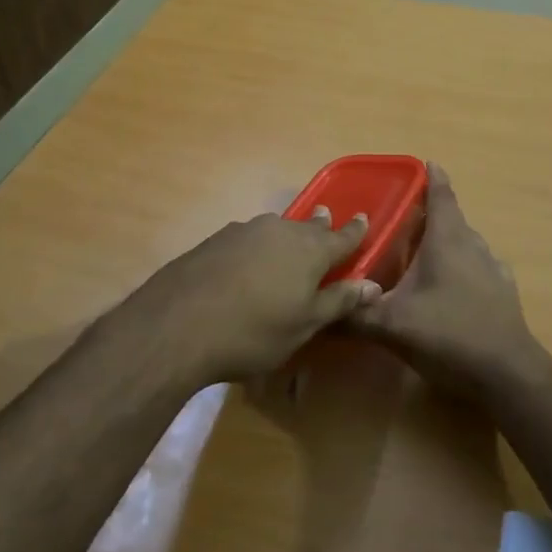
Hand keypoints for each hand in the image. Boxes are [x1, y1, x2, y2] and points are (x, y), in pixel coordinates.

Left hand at [128, 209, 382, 383]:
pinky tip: (247, 264)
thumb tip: (372, 285)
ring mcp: (245, 231)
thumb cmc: (254, 331)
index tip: (364, 219)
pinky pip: (248, 238)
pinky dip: (257, 248)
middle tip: (326, 220)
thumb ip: (339, 301)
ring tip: (288, 245)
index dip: (355, 231)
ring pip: (275, 229)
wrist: (178, 324)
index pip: (342, 237)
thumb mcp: (304, 325)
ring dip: (286, 236)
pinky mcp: (215, 240)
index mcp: (310, 250)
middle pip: (307, 227)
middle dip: (320, 226)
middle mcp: (280, 230)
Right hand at [349, 164, 541, 394]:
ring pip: (463, 243)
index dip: (431, 177)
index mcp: (447, 238)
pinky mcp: (503, 292)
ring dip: (443, 243)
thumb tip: (319, 311)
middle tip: (398, 221)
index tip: (420, 165)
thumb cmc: (448, 333)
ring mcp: (492, 267)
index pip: (441, 193)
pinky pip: (476, 267)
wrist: (507, 374)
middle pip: (450, 218)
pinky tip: (447, 289)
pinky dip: (460, 268)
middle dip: (427, 215)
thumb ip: (355, 315)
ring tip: (418, 255)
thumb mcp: (393, 325)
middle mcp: (473, 243)